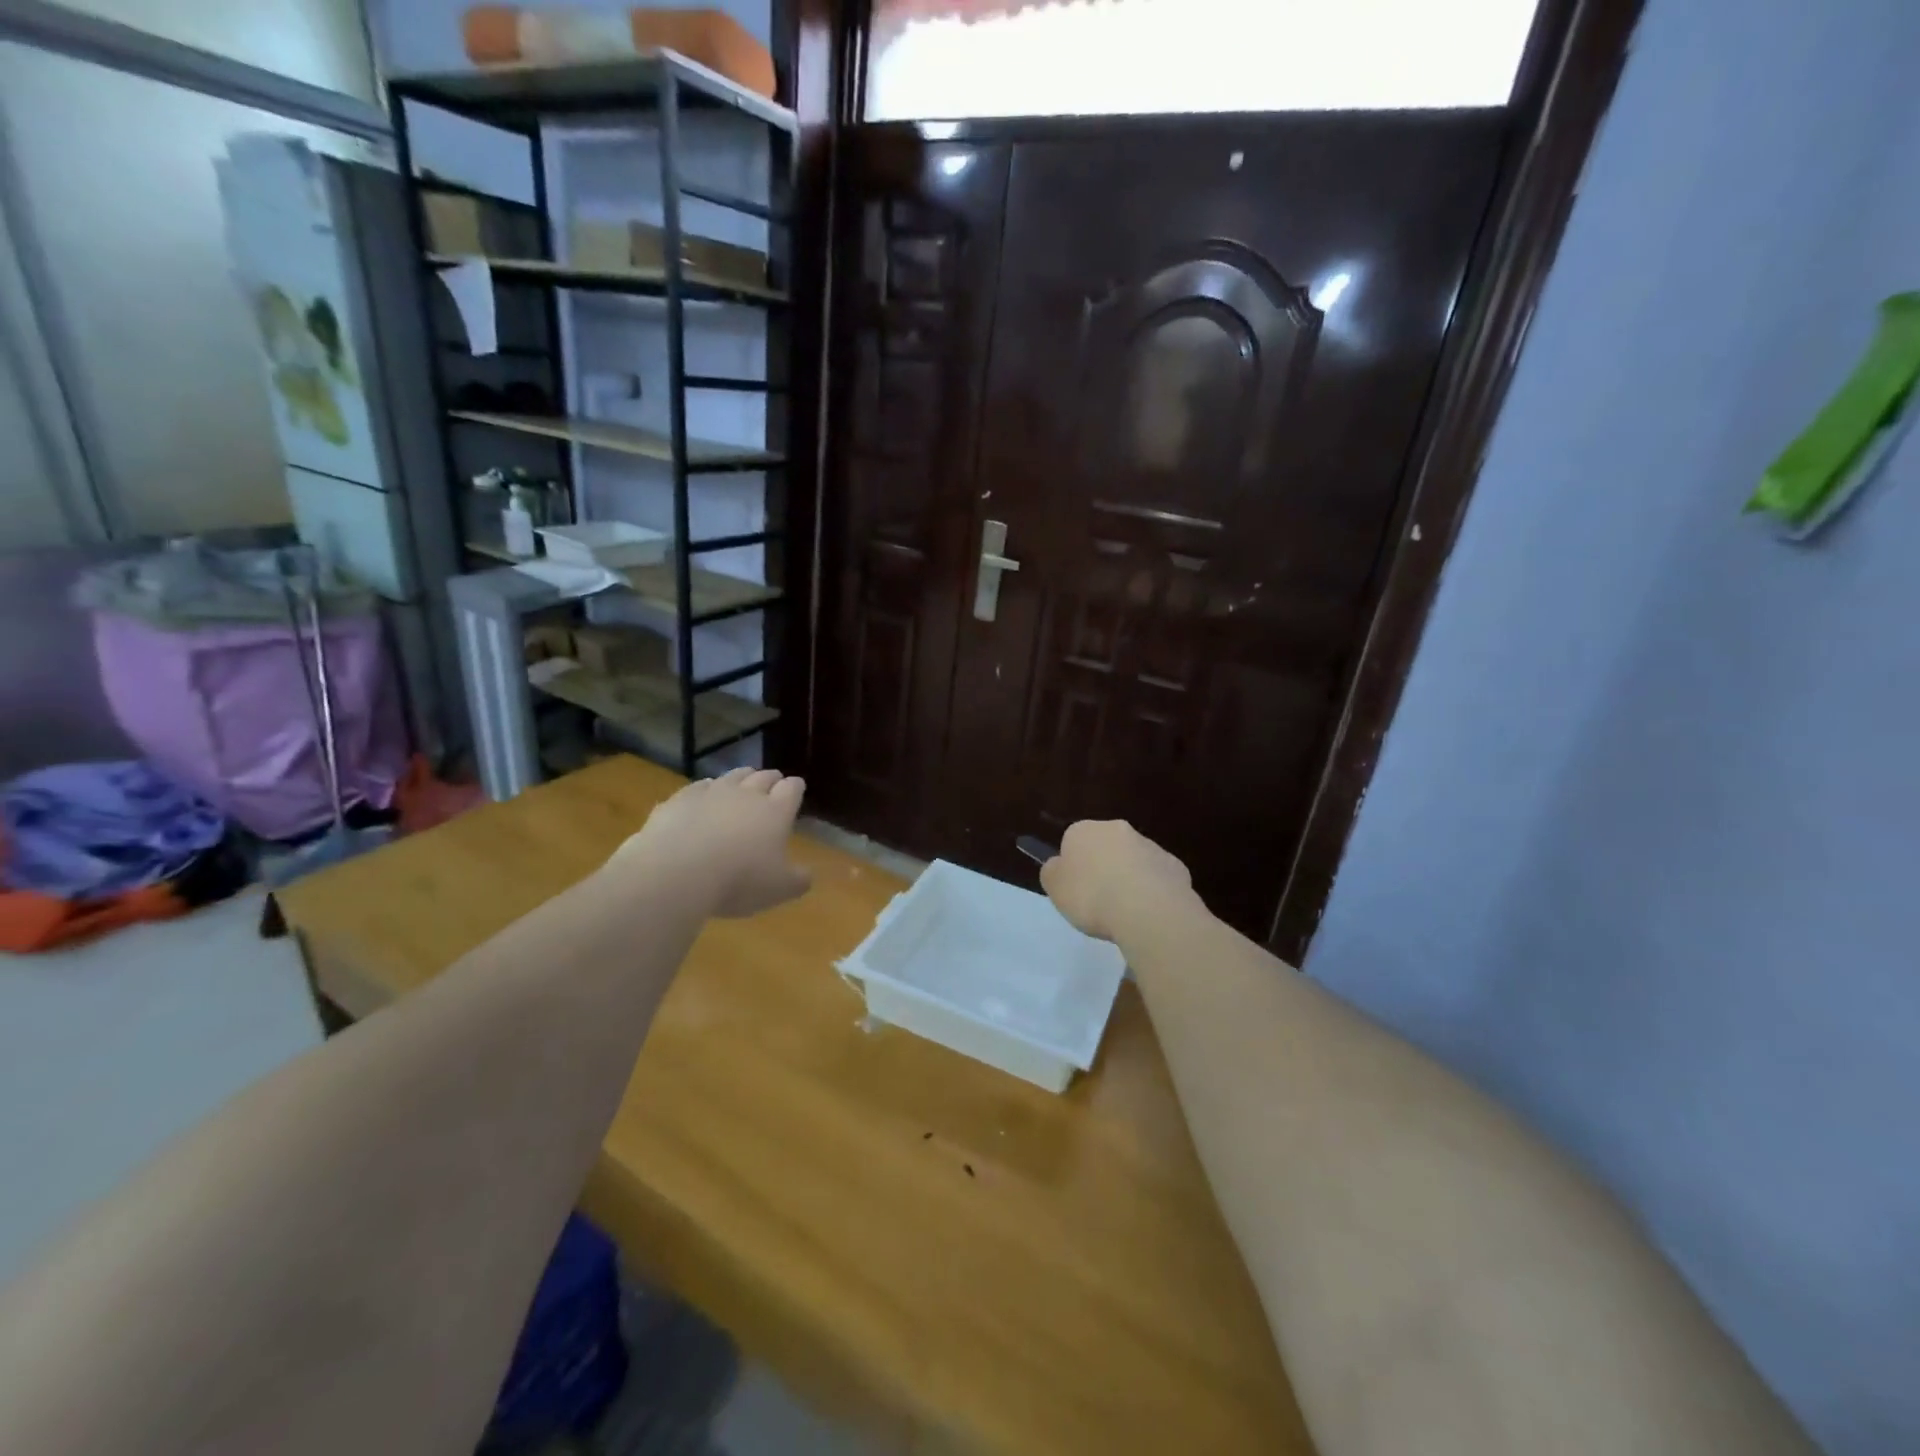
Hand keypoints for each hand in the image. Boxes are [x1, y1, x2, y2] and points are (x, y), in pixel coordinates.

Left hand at [615, 768, 812, 918]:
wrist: (677, 872)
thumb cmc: (738, 880)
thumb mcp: (779, 890)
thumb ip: (798, 880)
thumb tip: (807, 876)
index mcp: (776, 812)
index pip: (792, 789)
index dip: (795, 788)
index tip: (797, 788)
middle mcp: (746, 794)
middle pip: (763, 776)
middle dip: (771, 779)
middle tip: (773, 783)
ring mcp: (711, 793)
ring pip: (732, 776)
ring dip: (741, 778)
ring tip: (742, 783)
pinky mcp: (680, 799)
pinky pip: (698, 787)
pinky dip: (705, 790)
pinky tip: (703, 797)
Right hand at [1040, 820, 1193, 942]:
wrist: (1147, 911)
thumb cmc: (1091, 897)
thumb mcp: (1054, 888)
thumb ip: (1053, 872)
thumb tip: (1060, 865)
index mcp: (1084, 830)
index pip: (1072, 840)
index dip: (1073, 865)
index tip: (1075, 889)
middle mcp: (1118, 830)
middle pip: (1105, 847)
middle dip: (1103, 867)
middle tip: (1098, 900)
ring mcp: (1150, 846)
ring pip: (1133, 861)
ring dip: (1129, 879)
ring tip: (1125, 913)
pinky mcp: (1175, 866)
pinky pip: (1157, 878)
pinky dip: (1153, 891)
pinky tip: (1149, 914)